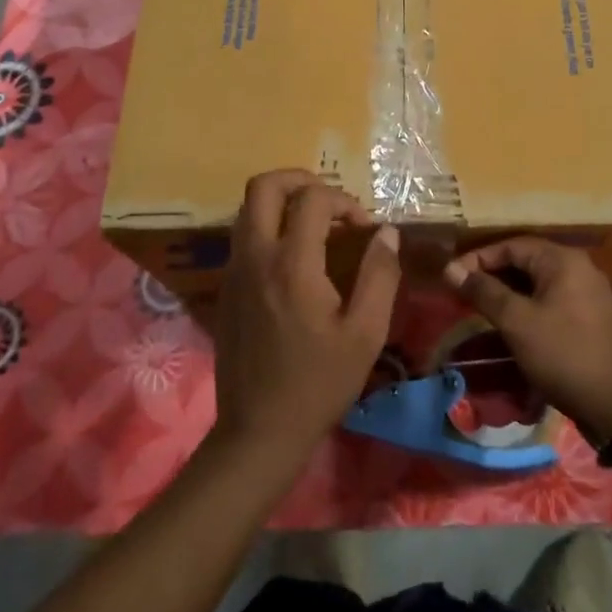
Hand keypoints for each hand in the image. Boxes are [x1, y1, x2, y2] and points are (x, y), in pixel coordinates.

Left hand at [211, 170, 401, 464]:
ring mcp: (234, 272)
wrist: (259, 431)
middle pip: (263, 186)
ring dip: (282, 203)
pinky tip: (296, 260)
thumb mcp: (365, 333)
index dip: (344, 201)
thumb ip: (380, 275)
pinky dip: (269, 228)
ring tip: (316, 227)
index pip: (312, 199)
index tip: (364, 229)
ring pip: (247, 209)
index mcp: (291, 264)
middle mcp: (255, 257)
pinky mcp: (226, 289)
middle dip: (300, 180)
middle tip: (330, 202)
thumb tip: (386, 232)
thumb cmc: (318, 383)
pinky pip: (243, 237)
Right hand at [444, 238, 611, 438]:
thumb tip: (450, 269)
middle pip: (524, 261)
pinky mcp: (587, 316)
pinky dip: (525, 305)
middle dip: (491, 274)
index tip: (451, 277)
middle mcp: (577, 267)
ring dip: (506, 292)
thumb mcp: (516, 321)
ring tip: (478, 308)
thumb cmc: (562, 354)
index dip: (478, 259)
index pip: (511, 245)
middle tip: (462, 292)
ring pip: (536, 282)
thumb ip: (483, 291)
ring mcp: (586, 292)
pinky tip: (508, 323)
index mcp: (562, 260)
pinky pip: (549, 299)